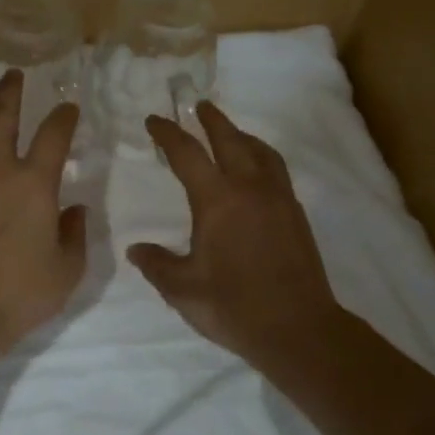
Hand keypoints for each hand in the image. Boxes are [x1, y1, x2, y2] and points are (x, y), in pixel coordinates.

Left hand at [0, 69, 86, 389]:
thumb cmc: (18, 293)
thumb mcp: (66, 270)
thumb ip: (74, 234)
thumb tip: (75, 210)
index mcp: (34, 183)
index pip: (53, 135)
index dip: (64, 117)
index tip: (68, 108)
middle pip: (2, 115)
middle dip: (10, 91)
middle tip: (13, 74)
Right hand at [129, 101, 341, 362]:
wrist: (299, 329)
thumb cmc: (235, 306)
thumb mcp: (184, 290)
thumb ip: (157, 265)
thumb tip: (136, 250)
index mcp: (217, 200)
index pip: (187, 154)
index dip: (168, 133)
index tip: (154, 120)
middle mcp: (249, 188)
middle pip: (230, 139)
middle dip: (211, 120)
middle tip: (199, 105)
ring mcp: (278, 198)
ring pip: (260, 151)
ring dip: (241, 134)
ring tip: (230, 131)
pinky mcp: (295, 214)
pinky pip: (276, 169)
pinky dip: (262, 156)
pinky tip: (257, 170)